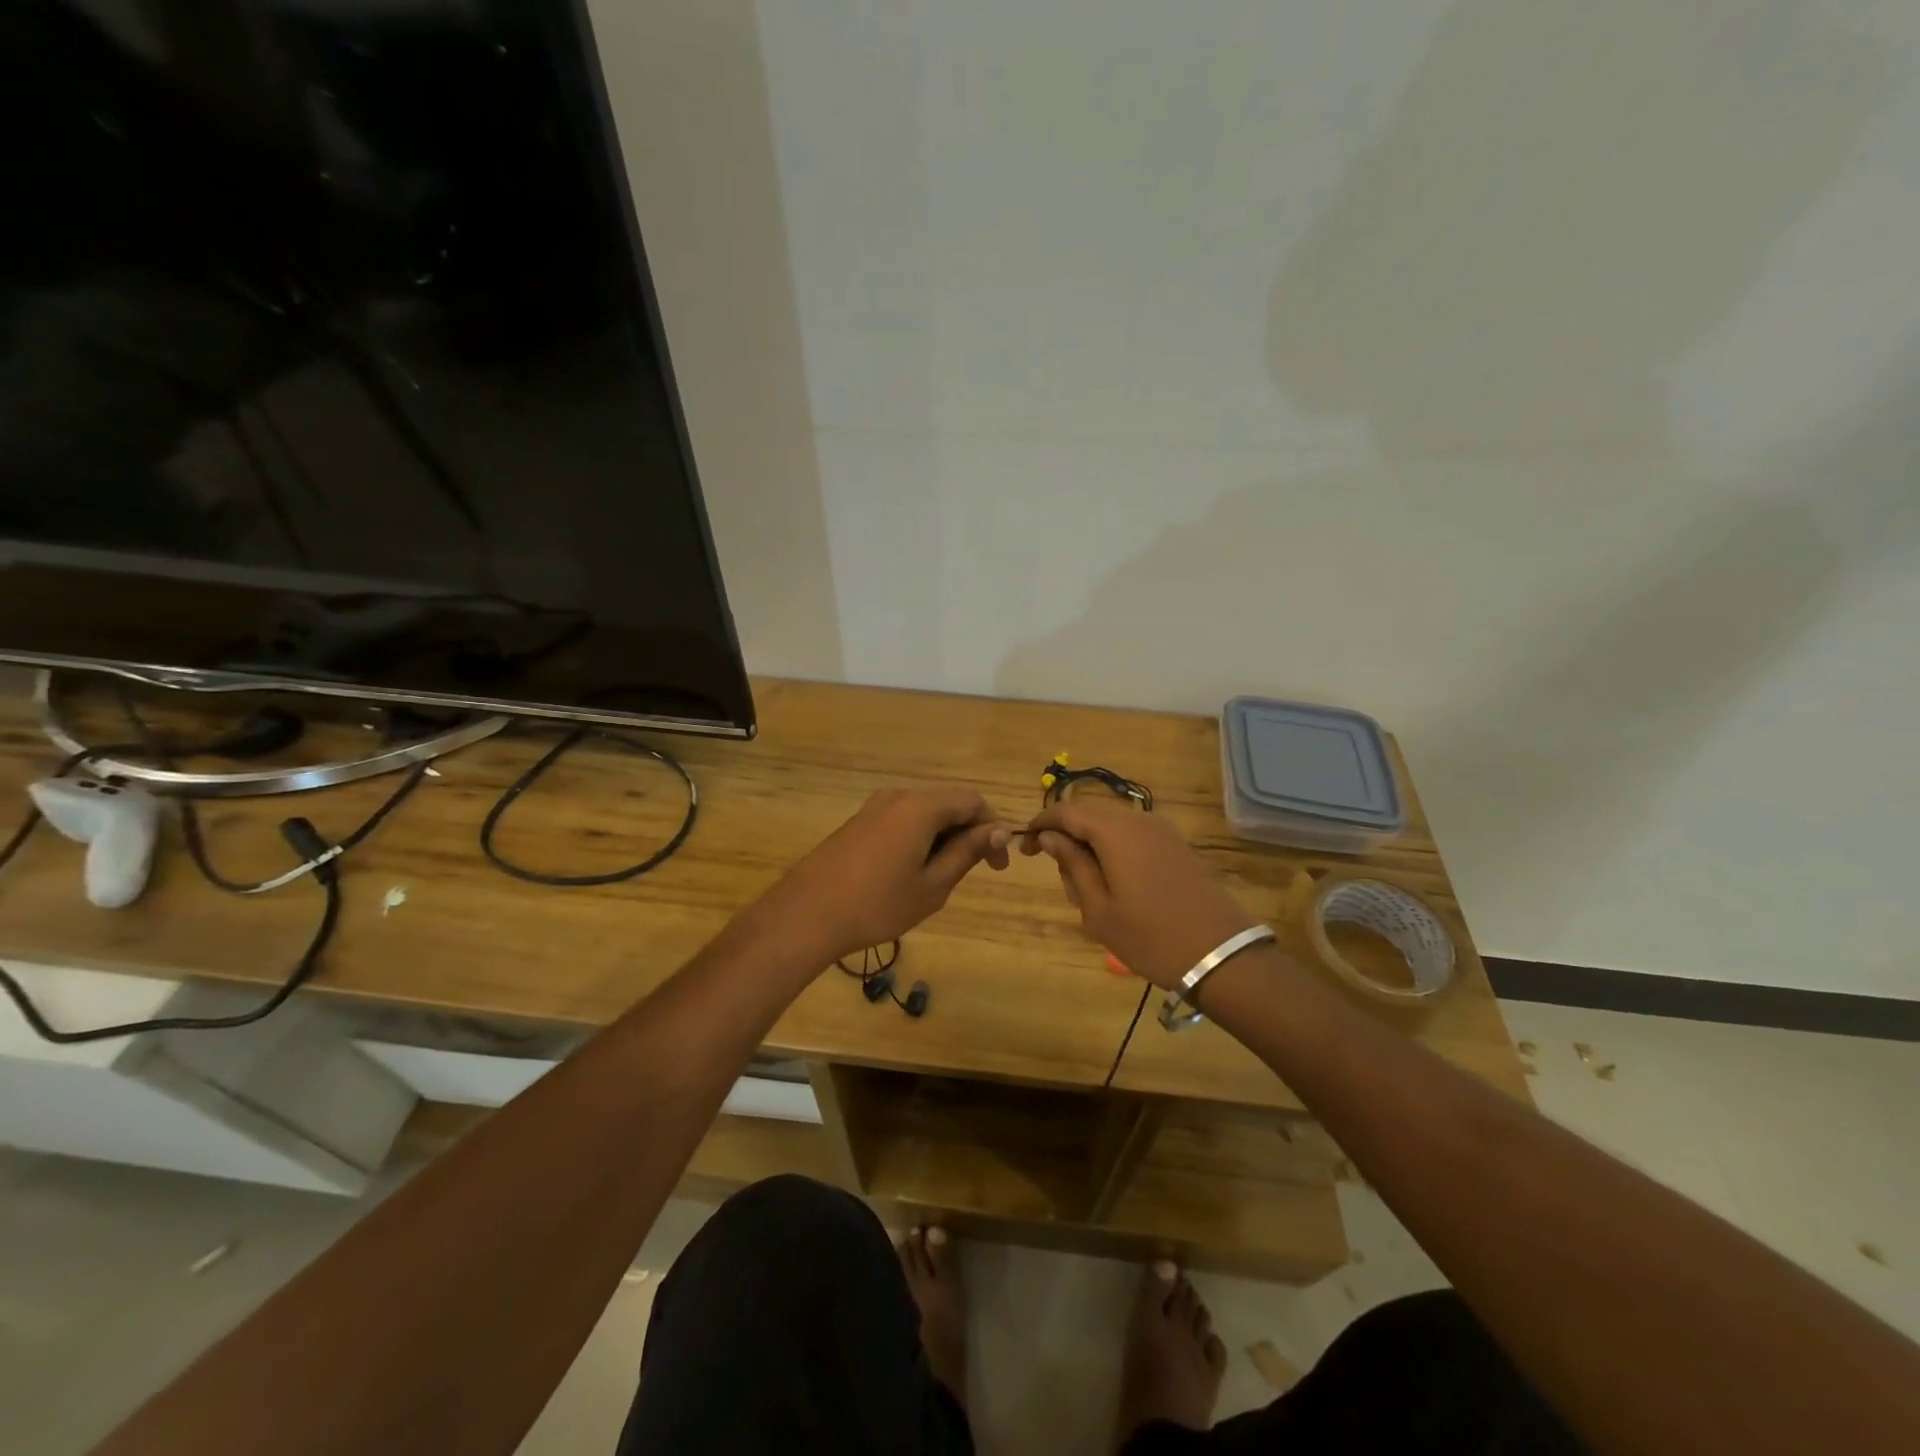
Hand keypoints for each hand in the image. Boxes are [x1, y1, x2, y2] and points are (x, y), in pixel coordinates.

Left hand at [762, 786, 1011, 964]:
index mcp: (921, 806)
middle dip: (970, 832)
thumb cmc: (877, 904)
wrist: (806, 914)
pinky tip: (913, 871)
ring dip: (945, 836)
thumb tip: (998, 829)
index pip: (972, 801)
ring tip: (944, 876)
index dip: (993, 828)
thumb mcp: (933, 884)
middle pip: (948, 802)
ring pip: (925, 812)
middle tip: (977, 871)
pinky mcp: (859, 822)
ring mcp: (875, 806)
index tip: (998, 865)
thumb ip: (967, 852)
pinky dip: (920, 838)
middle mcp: (899, 796)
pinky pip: (903, 819)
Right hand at [1021, 801, 1255, 988]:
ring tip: (1091, 895)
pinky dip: (1114, 853)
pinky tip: (1118, 889)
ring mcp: (1161, 831)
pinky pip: (1133, 837)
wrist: (1220, 955)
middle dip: (1067, 841)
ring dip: (1091, 849)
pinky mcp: (1176, 846)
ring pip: (1111, 828)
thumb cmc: (1150, 937)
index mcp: (1114, 831)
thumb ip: (1071, 864)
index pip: (1065, 811)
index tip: (1025, 850)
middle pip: (1089, 816)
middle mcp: (1138, 820)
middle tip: (1065, 884)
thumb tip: (1049, 837)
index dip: (1040, 825)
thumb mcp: (1098, 908)